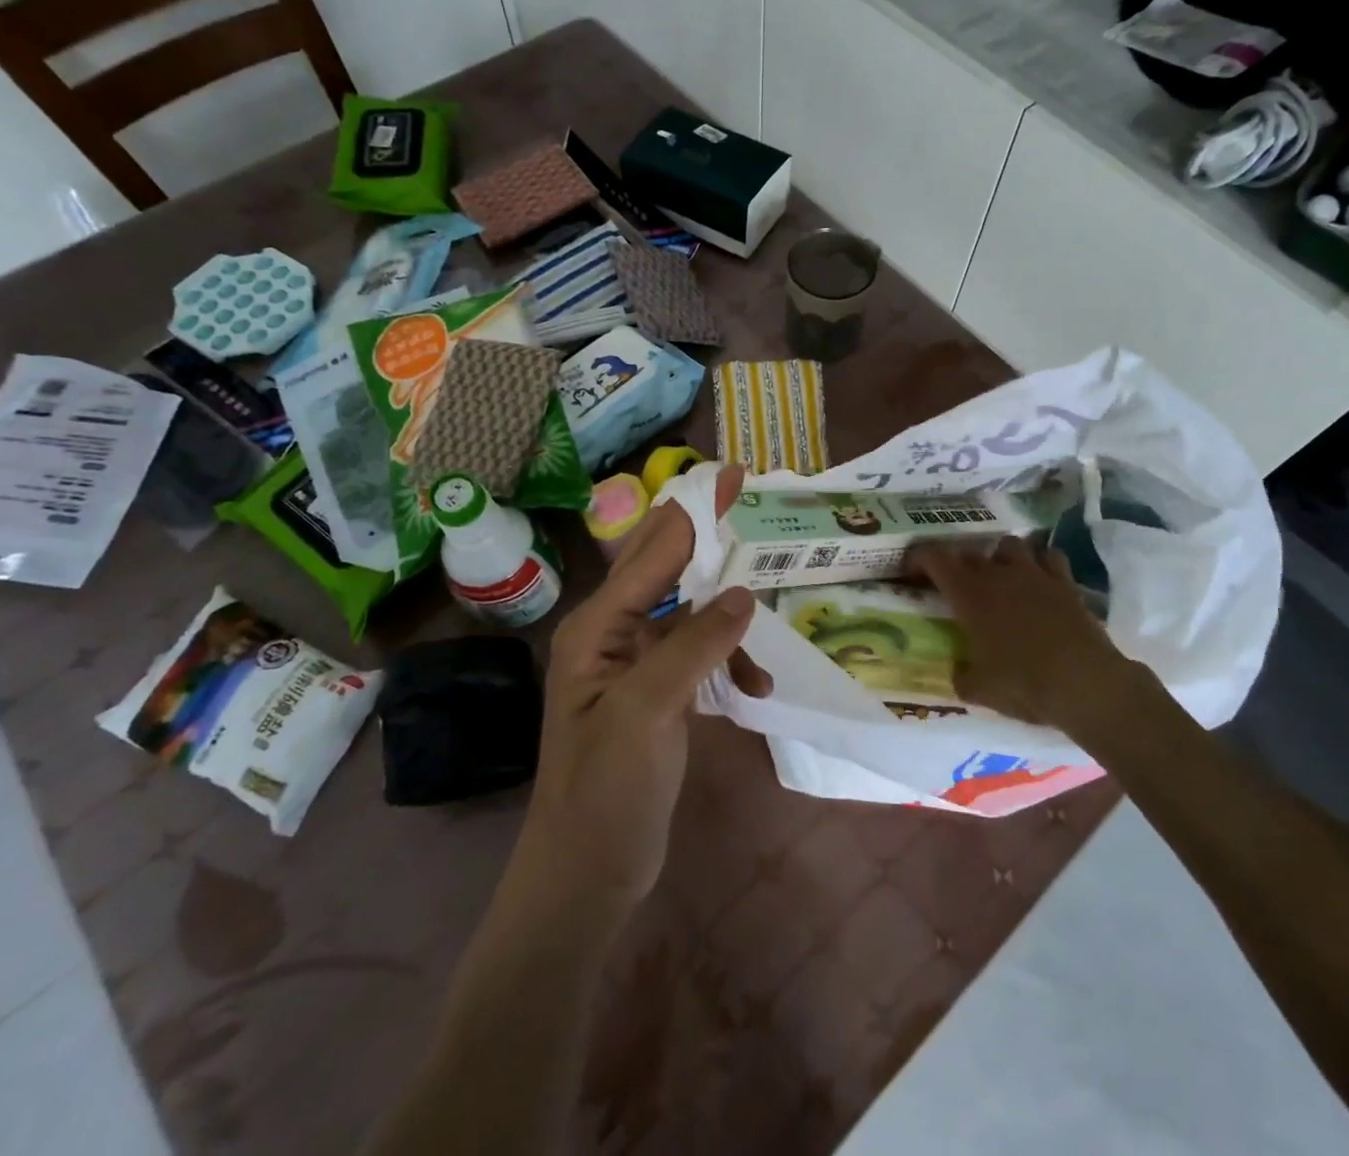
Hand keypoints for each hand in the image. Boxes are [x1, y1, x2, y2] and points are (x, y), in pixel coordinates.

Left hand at [523, 466, 769, 905]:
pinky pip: (698, 655)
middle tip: (748, 502)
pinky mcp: (656, 693)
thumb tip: (742, 593)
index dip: (694, 510)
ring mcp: (634, 665)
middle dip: (707, 537)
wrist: (586, 874)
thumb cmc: (606, 791)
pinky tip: (753, 686)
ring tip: (761, 632)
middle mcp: (612, 634)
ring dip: (727, 619)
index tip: (733, 475)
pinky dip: (727, 661)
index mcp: (597, 626)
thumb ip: (694, 646)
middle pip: (665, 568)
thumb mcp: (647, 711)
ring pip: (688, 613)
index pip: (653, 552)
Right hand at [910, 537, 1147, 733]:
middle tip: (956, 585)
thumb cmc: (1024, 684)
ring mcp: (1035, 574)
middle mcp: (998, 575)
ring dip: (1000, 557)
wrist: (1086, 684)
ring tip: (1001, 577)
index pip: (935, 558)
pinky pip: (1050, 556)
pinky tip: (1040, 580)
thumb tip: (959, 673)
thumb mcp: (980, 690)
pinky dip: (1041, 563)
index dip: (919, 557)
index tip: (911, 569)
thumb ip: (962, 677)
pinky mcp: (1066, 582)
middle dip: (958, 564)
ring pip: (1010, 544)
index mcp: (969, 595)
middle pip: (970, 552)